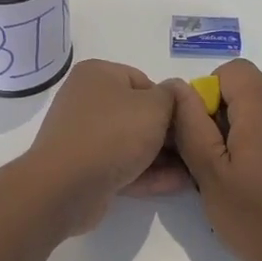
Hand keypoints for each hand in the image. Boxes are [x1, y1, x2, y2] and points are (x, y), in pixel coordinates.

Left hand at [18, 60, 188, 235]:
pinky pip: (121, 165)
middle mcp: (86, 100)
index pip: (144, 81)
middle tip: (195, 148)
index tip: (187, 122)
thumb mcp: (155, 106)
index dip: (169, 102)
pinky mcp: (84, 167)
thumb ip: (172, 96)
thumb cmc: (113, 134)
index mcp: (98, 74)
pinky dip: (147, 173)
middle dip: (168, 133)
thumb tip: (175, 94)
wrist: (66, 186)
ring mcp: (83, 135)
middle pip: (137, 113)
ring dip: (161, 156)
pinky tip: (177, 184)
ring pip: (131, 142)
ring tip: (193, 171)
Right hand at [169, 59, 261, 260]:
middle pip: (249, 97)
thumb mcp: (210, 174)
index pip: (234, 70)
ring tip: (241, 186)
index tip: (203, 133)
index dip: (211, 92)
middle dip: (225, 122)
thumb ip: (191, 125)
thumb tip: (178, 88)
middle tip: (214, 168)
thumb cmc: (258, 218)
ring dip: (247, 140)